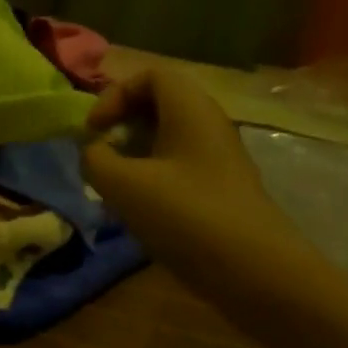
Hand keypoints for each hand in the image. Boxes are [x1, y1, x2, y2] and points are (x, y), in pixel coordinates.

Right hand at [82, 69, 312, 301]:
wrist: (255, 272)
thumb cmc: (187, 216)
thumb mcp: (124, 185)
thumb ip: (95, 160)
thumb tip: (92, 152)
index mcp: (190, 110)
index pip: (150, 75)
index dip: (114, 95)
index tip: (93, 130)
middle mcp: (208, 125)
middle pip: (159, 104)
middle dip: (122, 124)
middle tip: (100, 154)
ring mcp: (218, 159)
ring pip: (167, 138)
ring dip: (133, 154)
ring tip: (112, 185)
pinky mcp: (220, 190)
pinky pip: (178, 167)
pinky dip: (151, 177)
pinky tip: (137, 208)